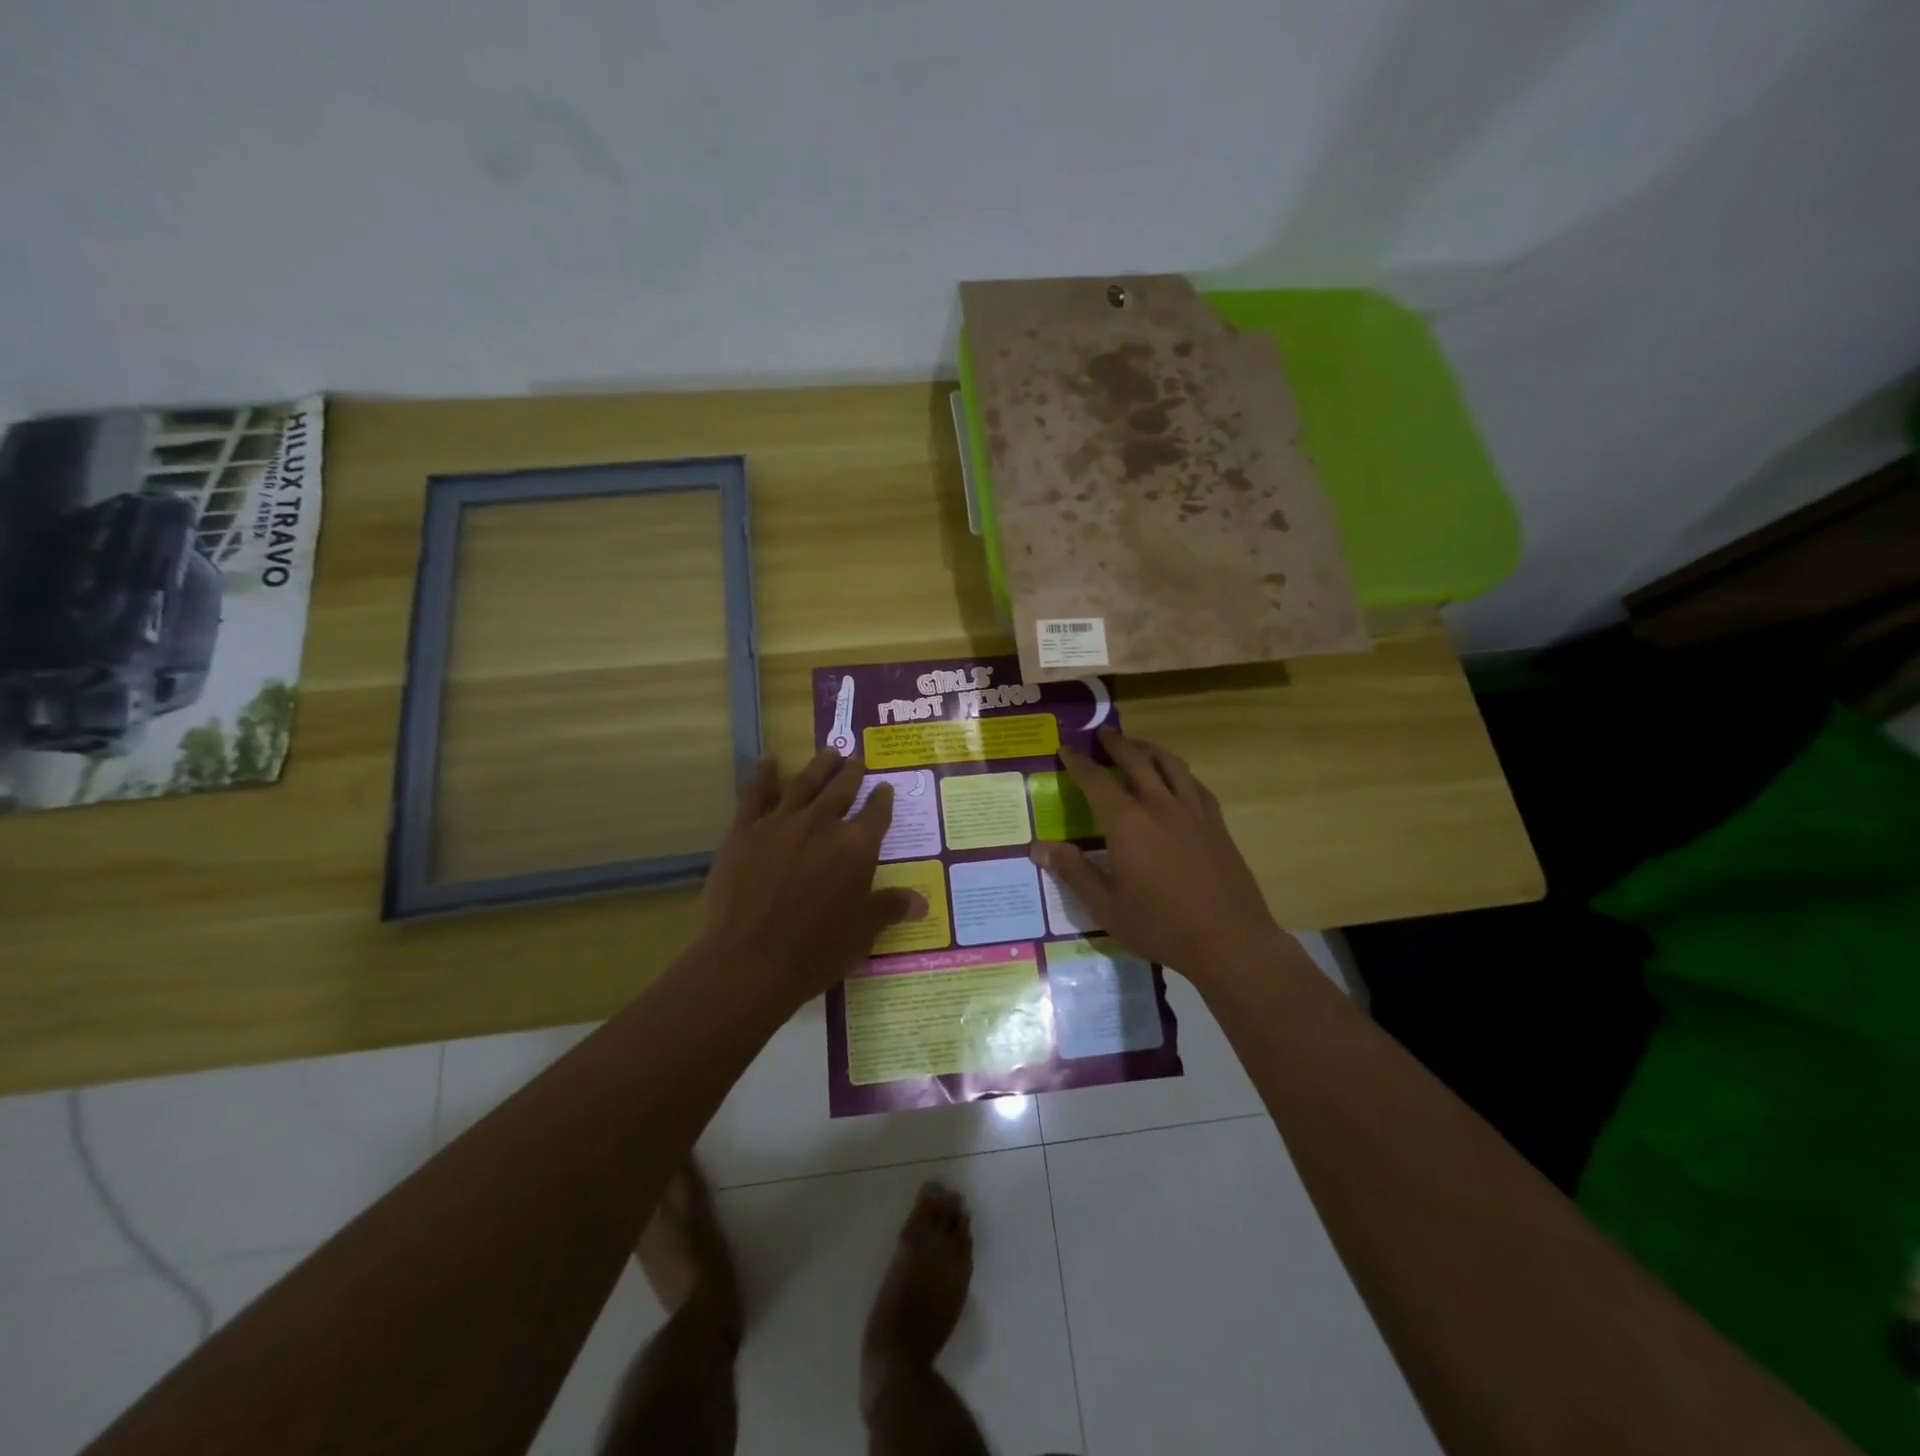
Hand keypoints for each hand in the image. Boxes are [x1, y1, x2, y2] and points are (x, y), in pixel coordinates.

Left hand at [700, 751, 927, 1006]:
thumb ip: (890, 908)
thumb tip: (921, 901)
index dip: (882, 800)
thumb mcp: (863, 932)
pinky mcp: (745, 830)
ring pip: (804, 783)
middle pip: (842, 789)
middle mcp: (822, 824)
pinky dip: (763, 775)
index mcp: (857, 847)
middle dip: (852, 773)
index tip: (884, 788)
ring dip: (819, 766)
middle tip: (856, 758)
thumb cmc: (816, 950)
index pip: (877, 814)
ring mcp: (781, 823)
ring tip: (828, 752)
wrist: (751, 960)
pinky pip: (755, 794)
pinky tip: (769, 762)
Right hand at [1029, 728, 1287, 981]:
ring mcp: (1193, 812)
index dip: (1078, 763)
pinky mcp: (1217, 824)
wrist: (1230, 940)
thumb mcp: (1106, 906)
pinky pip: (1194, 783)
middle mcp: (1160, 806)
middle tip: (1102, 733)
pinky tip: (1176, 779)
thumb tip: (1039, 847)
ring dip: (1149, 749)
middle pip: (1136, 760)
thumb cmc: (1160, 926)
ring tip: (1137, 745)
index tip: (1065, 748)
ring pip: (1170, 764)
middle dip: (1116, 744)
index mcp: (1127, 823)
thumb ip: (1074, 871)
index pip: (1096, 780)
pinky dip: (1177, 771)